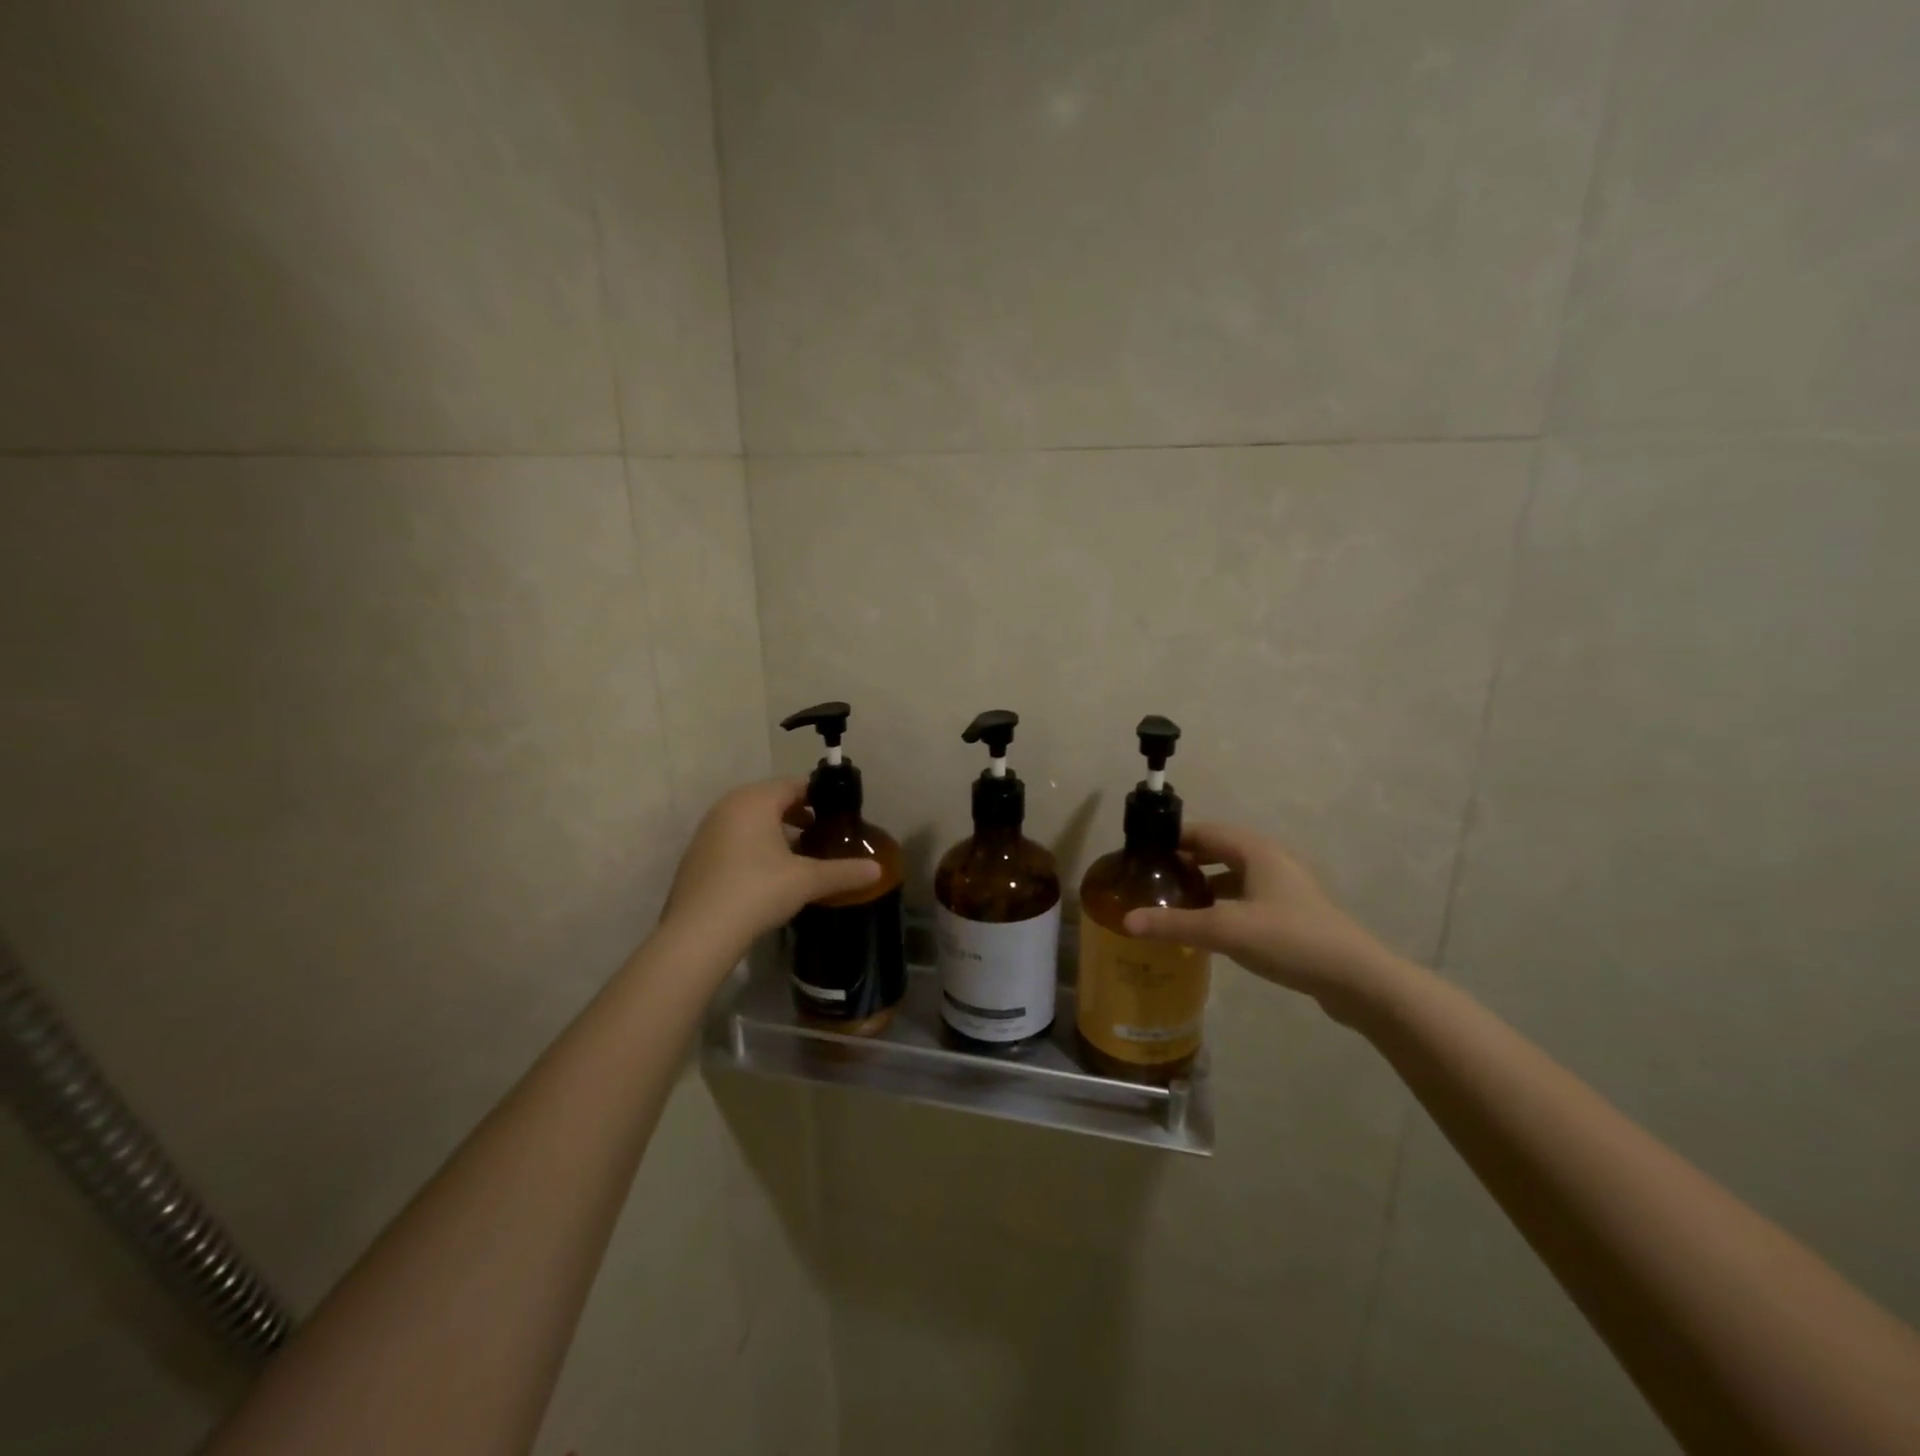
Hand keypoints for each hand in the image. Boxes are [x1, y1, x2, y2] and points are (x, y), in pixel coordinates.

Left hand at [660, 779, 880, 957]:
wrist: (699, 932)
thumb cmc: (758, 890)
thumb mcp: (807, 880)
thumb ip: (844, 871)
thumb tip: (877, 870)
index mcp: (755, 800)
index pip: (794, 784)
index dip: (819, 796)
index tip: (838, 814)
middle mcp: (728, 807)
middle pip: (770, 800)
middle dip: (798, 815)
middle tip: (822, 835)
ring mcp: (707, 831)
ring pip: (750, 821)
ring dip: (775, 832)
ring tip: (799, 857)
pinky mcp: (697, 857)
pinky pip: (733, 840)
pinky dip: (753, 848)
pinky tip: (767, 876)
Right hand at [1122, 823, 1401, 1021]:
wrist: (1356, 979)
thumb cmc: (1288, 939)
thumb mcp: (1225, 930)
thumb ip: (1174, 924)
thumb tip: (1126, 921)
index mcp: (1256, 851)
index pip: (1204, 831)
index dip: (1172, 838)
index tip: (1142, 853)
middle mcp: (1271, 861)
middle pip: (1219, 851)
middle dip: (1186, 862)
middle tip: (1152, 880)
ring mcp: (1285, 888)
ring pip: (1234, 877)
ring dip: (1205, 885)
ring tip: (1173, 903)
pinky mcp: (1293, 914)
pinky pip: (1247, 898)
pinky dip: (1223, 905)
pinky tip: (1209, 928)